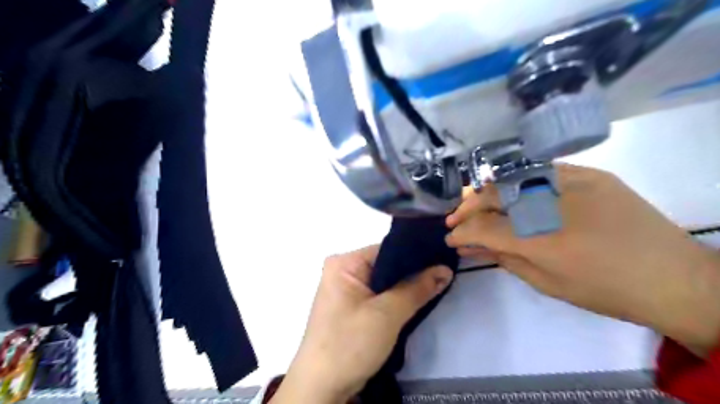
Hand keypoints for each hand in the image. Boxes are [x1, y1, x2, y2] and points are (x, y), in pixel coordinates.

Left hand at [269, 244, 448, 401]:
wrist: (322, 388)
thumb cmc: (350, 344)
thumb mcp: (387, 314)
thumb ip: (417, 288)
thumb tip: (445, 269)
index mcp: (344, 263)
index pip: (387, 249)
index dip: (416, 253)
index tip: (443, 257)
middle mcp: (343, 271)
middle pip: (387, 265)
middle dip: (414, 272)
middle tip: (445, 272)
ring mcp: (347, 290)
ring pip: (385, 282)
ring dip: (407, 287)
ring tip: (439, 283)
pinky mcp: (352, 308)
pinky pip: (380, 296)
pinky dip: (398, 299)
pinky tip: (419, 298)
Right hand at [448, 164, 719, 356]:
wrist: (673, 277)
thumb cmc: (604, 289)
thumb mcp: (546, 282)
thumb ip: (505, 258)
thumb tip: (475, 244)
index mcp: (541, 240)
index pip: (485, 229)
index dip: (461, 233)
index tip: (450, 238)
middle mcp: (551, 203)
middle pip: (493, 197)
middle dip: (467, 208)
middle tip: (454, 219)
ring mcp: (572, 181)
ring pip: (512, 179)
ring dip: (486, 193)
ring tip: (472, 203)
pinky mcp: (588, 173)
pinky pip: (539, 171)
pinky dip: (516, 182)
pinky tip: (506, 191)